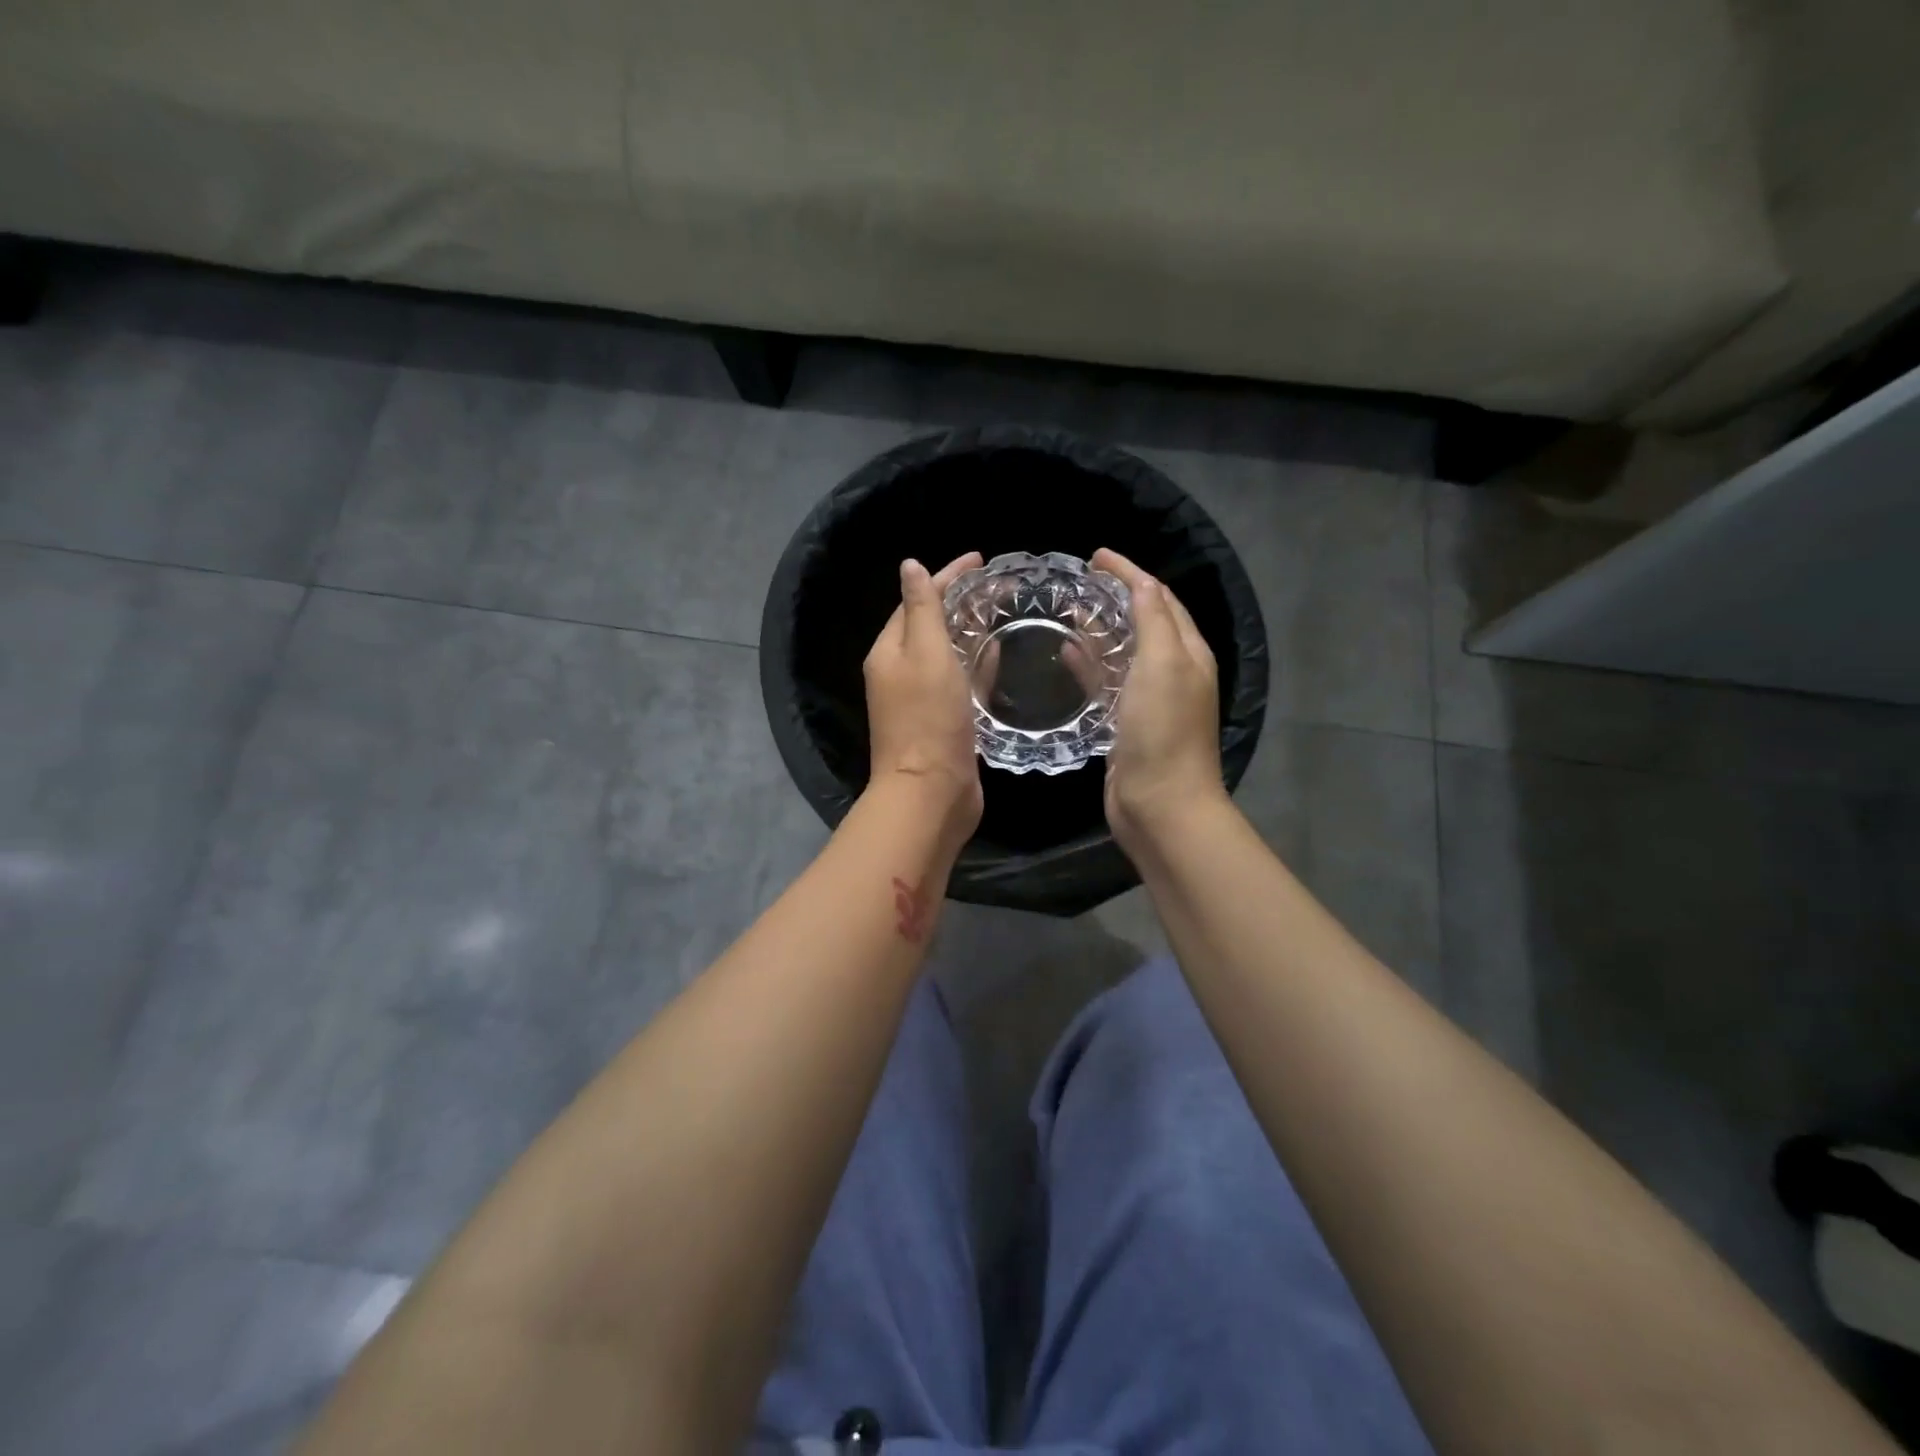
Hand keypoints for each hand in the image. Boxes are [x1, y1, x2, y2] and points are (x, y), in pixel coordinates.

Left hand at [864, 552, 984, 843]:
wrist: (931, 793)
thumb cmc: (928, 719)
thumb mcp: (925, 654)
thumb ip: (922, 609)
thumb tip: (910, 566)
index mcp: (889, 653)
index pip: (915, 601)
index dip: (945, 577)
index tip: (980, 560)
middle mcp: (900, 673)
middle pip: (930, 626)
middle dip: (959, 603)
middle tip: (996, 585)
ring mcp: (922, 700)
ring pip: (947, 654)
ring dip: (969, 632)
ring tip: (1001, 612)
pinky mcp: (944, 722)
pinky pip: (961, 682)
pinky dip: (976, 665)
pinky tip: (998, 655)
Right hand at [1092, 547, 1226, 852]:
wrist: (1160, 805)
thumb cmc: (1163, 731)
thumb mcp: (1164, 665)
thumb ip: (1154, 620)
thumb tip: (1142, 583)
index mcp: (1188, 653)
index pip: (1160, 598)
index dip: (1131, 573)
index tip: (1096, 557)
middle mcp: (1172, 672)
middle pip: (1143, 622)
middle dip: (1114, 597)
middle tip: (1076, 583)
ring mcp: (1148, 700)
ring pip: (1122, 652)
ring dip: (1098, 630)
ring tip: (1065, 612)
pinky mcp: (1125, 723)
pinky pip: (1106, 682)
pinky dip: (1089, 664)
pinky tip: (1065, 655)